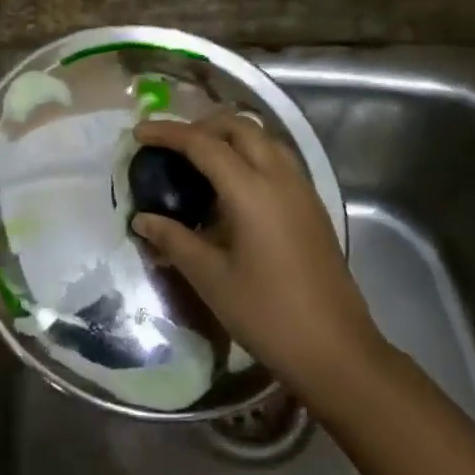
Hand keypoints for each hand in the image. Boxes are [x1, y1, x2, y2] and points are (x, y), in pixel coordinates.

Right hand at [131, 114, 380, 399]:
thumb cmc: (267, 314)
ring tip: (200, 160)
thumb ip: (174, 240)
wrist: (336, 349)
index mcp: (251, 189)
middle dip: (202, 125)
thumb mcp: (211, 278)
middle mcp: (280, 177)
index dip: (168, 133)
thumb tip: (142, 220)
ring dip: (229, 137)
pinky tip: (232, 189)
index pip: (203, 143)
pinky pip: (278, 160)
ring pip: (263, 139)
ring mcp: (302, 189)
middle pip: (239, 127)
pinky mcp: (312, 206)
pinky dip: (250, 155)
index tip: (138, 133)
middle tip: (171, 145)